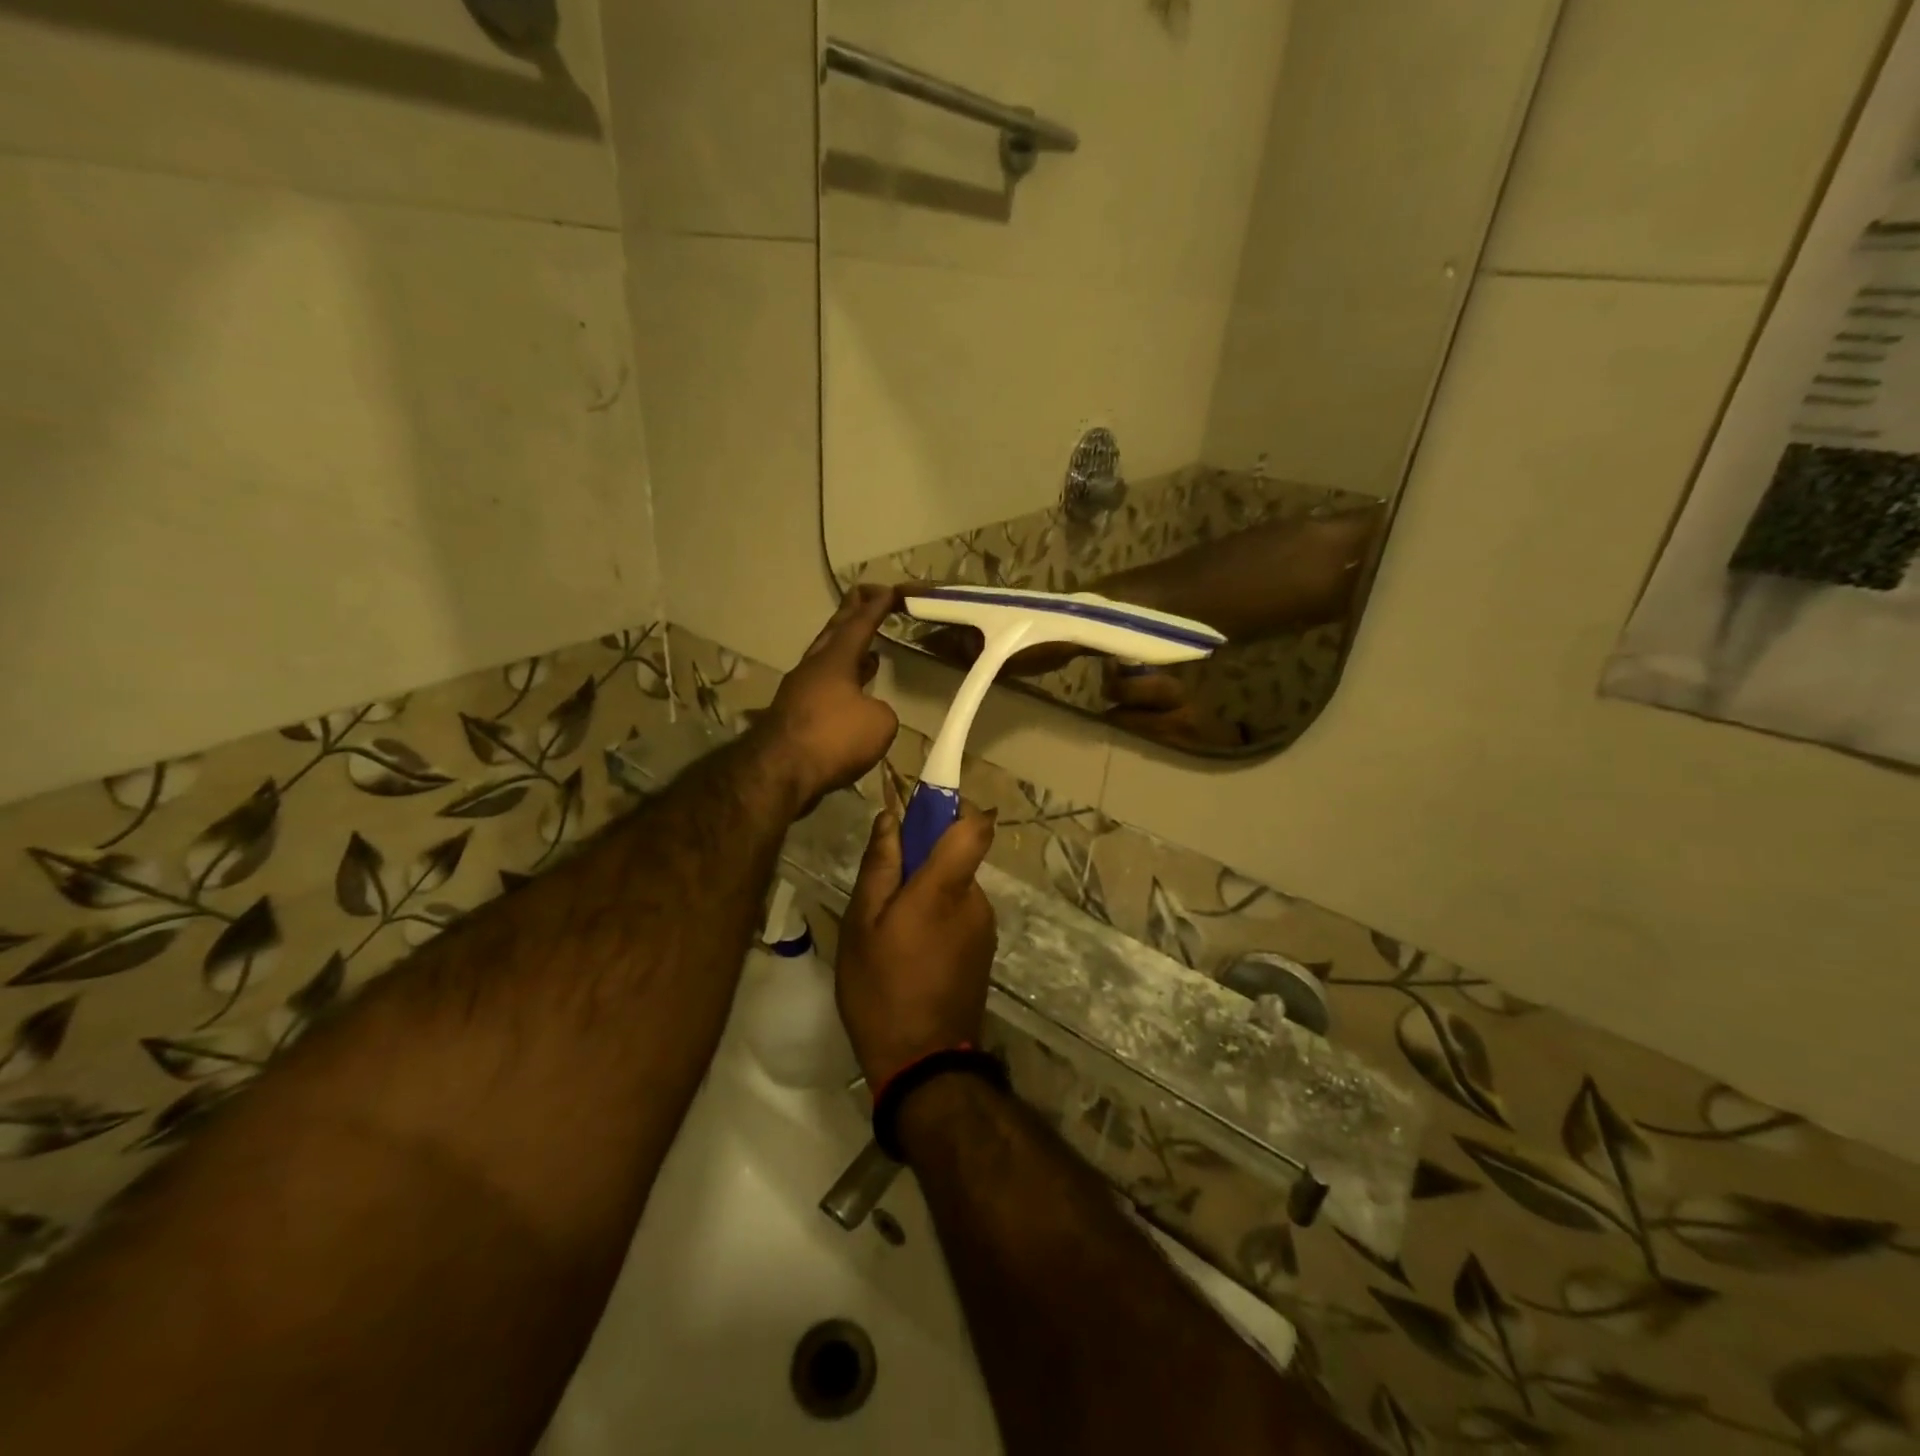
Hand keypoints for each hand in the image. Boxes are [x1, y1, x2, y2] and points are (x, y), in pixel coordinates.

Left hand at [753, 586, 901, 809]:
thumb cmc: (833, 738)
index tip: (888, 589)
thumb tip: (869, 711)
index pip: (859, 624)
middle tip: (865, 597)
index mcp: (835, 659)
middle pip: (834, 633)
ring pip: (826, 661)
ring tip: (868, 652)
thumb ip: (882, 710)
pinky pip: (823, 689)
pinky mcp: (793, 716)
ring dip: (847, 653)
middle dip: (851, 614)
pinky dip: (840, 683)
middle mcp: (813, 668)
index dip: (876, 606)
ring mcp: (799, 691)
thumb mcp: (879, 723)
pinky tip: (851, 696)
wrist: (780, 771)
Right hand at [836, 783, 997, 1089]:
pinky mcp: (984, 951)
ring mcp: (985, 928)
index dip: (953, 807)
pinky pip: (960, 915)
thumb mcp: (862, 924)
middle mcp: (976, 900)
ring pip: (955, 887)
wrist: (924, 1066)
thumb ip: (880, 865)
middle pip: (957, 856)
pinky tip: (909, 951)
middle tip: (882, 890)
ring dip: (928, 893)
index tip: (920, 810)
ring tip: (889, 929)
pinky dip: (937, 918)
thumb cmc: (882, 990)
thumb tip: (890, 817)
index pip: (974, 825)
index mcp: (947, 887)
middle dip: (924, 859)